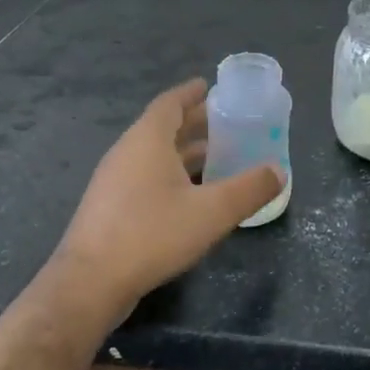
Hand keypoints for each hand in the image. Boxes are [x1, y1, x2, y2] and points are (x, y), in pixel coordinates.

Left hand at [48, 79, 281, 320]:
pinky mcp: (110, 208)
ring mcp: (114, 181)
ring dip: (183, 151)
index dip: (191, 93)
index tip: (210, 86)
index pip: (170, 103)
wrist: (89, 283)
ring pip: (154, 154)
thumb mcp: (212, 212)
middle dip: (194, 122)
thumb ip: (249, 189)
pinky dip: (171, 174)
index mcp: (147, 140)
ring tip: (216, 155)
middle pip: (163, 127)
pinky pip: (146, 177)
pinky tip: (191, 194)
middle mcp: (127, 152)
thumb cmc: (152, 234)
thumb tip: (279, 171)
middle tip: (226, 121)